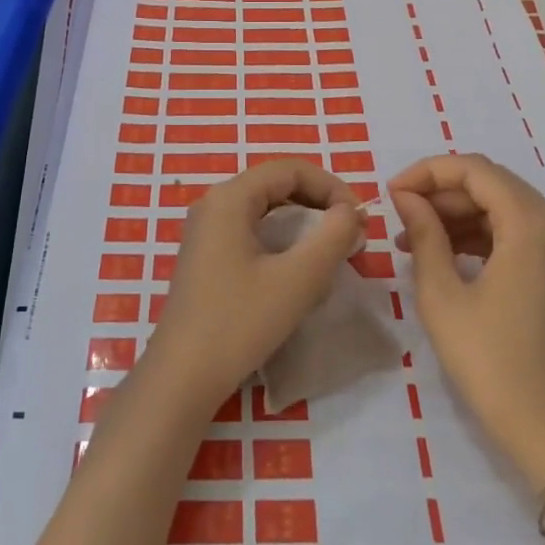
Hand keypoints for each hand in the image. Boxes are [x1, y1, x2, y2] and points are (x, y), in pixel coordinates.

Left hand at [145, 159, 361, 415]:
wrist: (183, 375)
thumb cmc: (239, 322)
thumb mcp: (298, 279)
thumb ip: (333, 237)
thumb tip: (351, 213)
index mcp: (230, 198)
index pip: (290, 169)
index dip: (332, 186)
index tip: (360, 220)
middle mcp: (213, 204)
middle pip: (277, 185)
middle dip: (320, 203)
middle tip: (352, 235)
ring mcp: (205, 231)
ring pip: (265, 210)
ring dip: (304, 223)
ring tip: (333, 251)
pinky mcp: (206, 257)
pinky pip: (252, 232)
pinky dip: (283, 240)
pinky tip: (300, 270)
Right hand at [389, 154, 544, 483]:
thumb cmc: (489, 360)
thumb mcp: (442, 294)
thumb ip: (423, 234)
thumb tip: (406, 198)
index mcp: (532, 225)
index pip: (475, 170)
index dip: (427, 172)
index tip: (391, 193)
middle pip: (491, 184)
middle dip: (440, 192)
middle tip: (398, 214)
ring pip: (503, 206)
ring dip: (457, 214)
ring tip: (411, 238)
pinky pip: (516, 232)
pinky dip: (478, 234)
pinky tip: (443, 253)